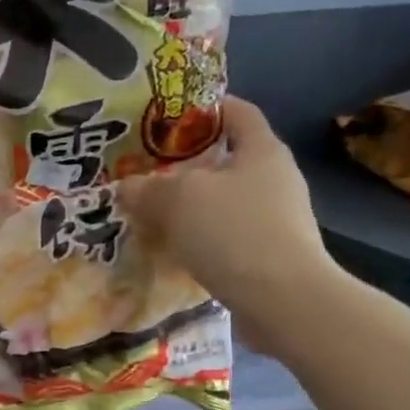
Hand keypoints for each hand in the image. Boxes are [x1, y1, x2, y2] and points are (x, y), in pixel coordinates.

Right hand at [117, 97, 343, 353]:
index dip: (206, 108)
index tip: (171, 116)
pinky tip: (175, 253)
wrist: (283, 301)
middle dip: (188, 166)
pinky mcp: (271, 257)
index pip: (238, 112)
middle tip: (148, 172)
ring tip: (154, 216)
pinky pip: (228, 239)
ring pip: (225, 203)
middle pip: (228, 161)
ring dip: (193, 209)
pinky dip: (202, 241)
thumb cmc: (234, 232)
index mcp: (262, 150)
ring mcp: (277, 221)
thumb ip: (148, 189)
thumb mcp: (179, 200)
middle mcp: (276, 180)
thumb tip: (126, 187)